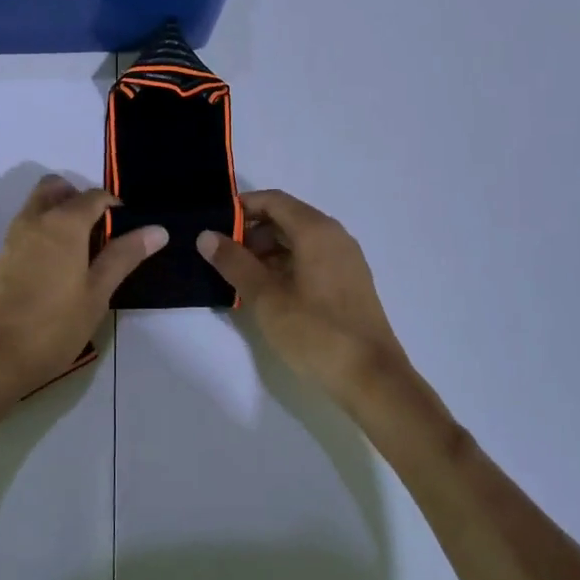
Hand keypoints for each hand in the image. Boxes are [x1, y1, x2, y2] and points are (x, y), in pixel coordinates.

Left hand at [0, 176, 165, 417]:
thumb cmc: (51, 326)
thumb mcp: (96, 294)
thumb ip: (123, 257)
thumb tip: (158, 229)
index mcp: (64, 222)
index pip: (94, 195)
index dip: (114, 205)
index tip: (128, 227)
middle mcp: (35, 219)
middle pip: (57, 188)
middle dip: (79, 198)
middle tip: (100, 230)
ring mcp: (13, 238)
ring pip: (38, 206)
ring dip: (60, 213)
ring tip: (83, 251)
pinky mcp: (1, 258)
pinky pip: (28, 228)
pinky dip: (45, 232)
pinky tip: (59, 268)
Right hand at [197, 190, 410, 402]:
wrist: (372, 379)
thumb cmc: (316, 332)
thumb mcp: (266, 298)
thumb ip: (235, 263)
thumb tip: (206, 235)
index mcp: (316, 231)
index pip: (274, 200)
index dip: (242, 208)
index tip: (215, 225)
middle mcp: (335, 236)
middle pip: (287, 218)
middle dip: (253, 232)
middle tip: (224, 256)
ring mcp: (346, 259)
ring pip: (300, 240)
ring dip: (269, 250)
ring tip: (242, 277)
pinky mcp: (350, 282)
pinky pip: (313, 258)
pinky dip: (288, 264)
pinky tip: (270, 291)